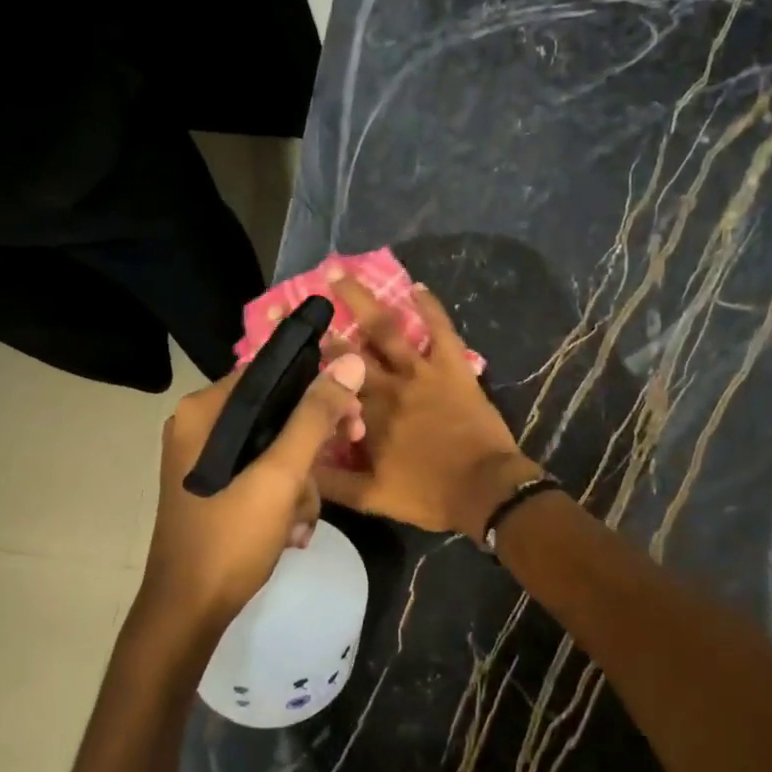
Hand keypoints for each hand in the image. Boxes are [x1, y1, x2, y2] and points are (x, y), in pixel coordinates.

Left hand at [139, 353, 367, 637]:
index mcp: (204, 412)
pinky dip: (284, 498)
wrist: (189, 611)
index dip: (318, 387)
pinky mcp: (217, 489)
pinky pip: (263, 475)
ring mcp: (207, 461)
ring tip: (302, 519)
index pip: (271, 373)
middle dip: (314, 441)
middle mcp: (201, 428)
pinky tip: (291, 531)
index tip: (354, 412)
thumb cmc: (230, 538)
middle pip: (276, 412)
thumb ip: (314, 418)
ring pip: (275, 448)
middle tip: (351, 446)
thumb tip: (350, 362)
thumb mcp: (279, 476)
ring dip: (301, 482)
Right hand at [317, 278, 540, 538]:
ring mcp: (421, 373)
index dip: (307, 365)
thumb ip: (332, 483)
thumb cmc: (428, 495)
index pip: (328, 385)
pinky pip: (441, 330)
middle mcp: (387, 387)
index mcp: (365, 417)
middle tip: (303, 300)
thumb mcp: (371, 499)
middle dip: (323, 326)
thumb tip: (299, 466)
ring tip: (338, 273)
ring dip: (361, 299)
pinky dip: (430, 307)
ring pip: (386, 329)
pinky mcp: (453, 368)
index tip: (287, 345)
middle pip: (349, 351)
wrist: (484, 489)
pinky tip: (417, 286)